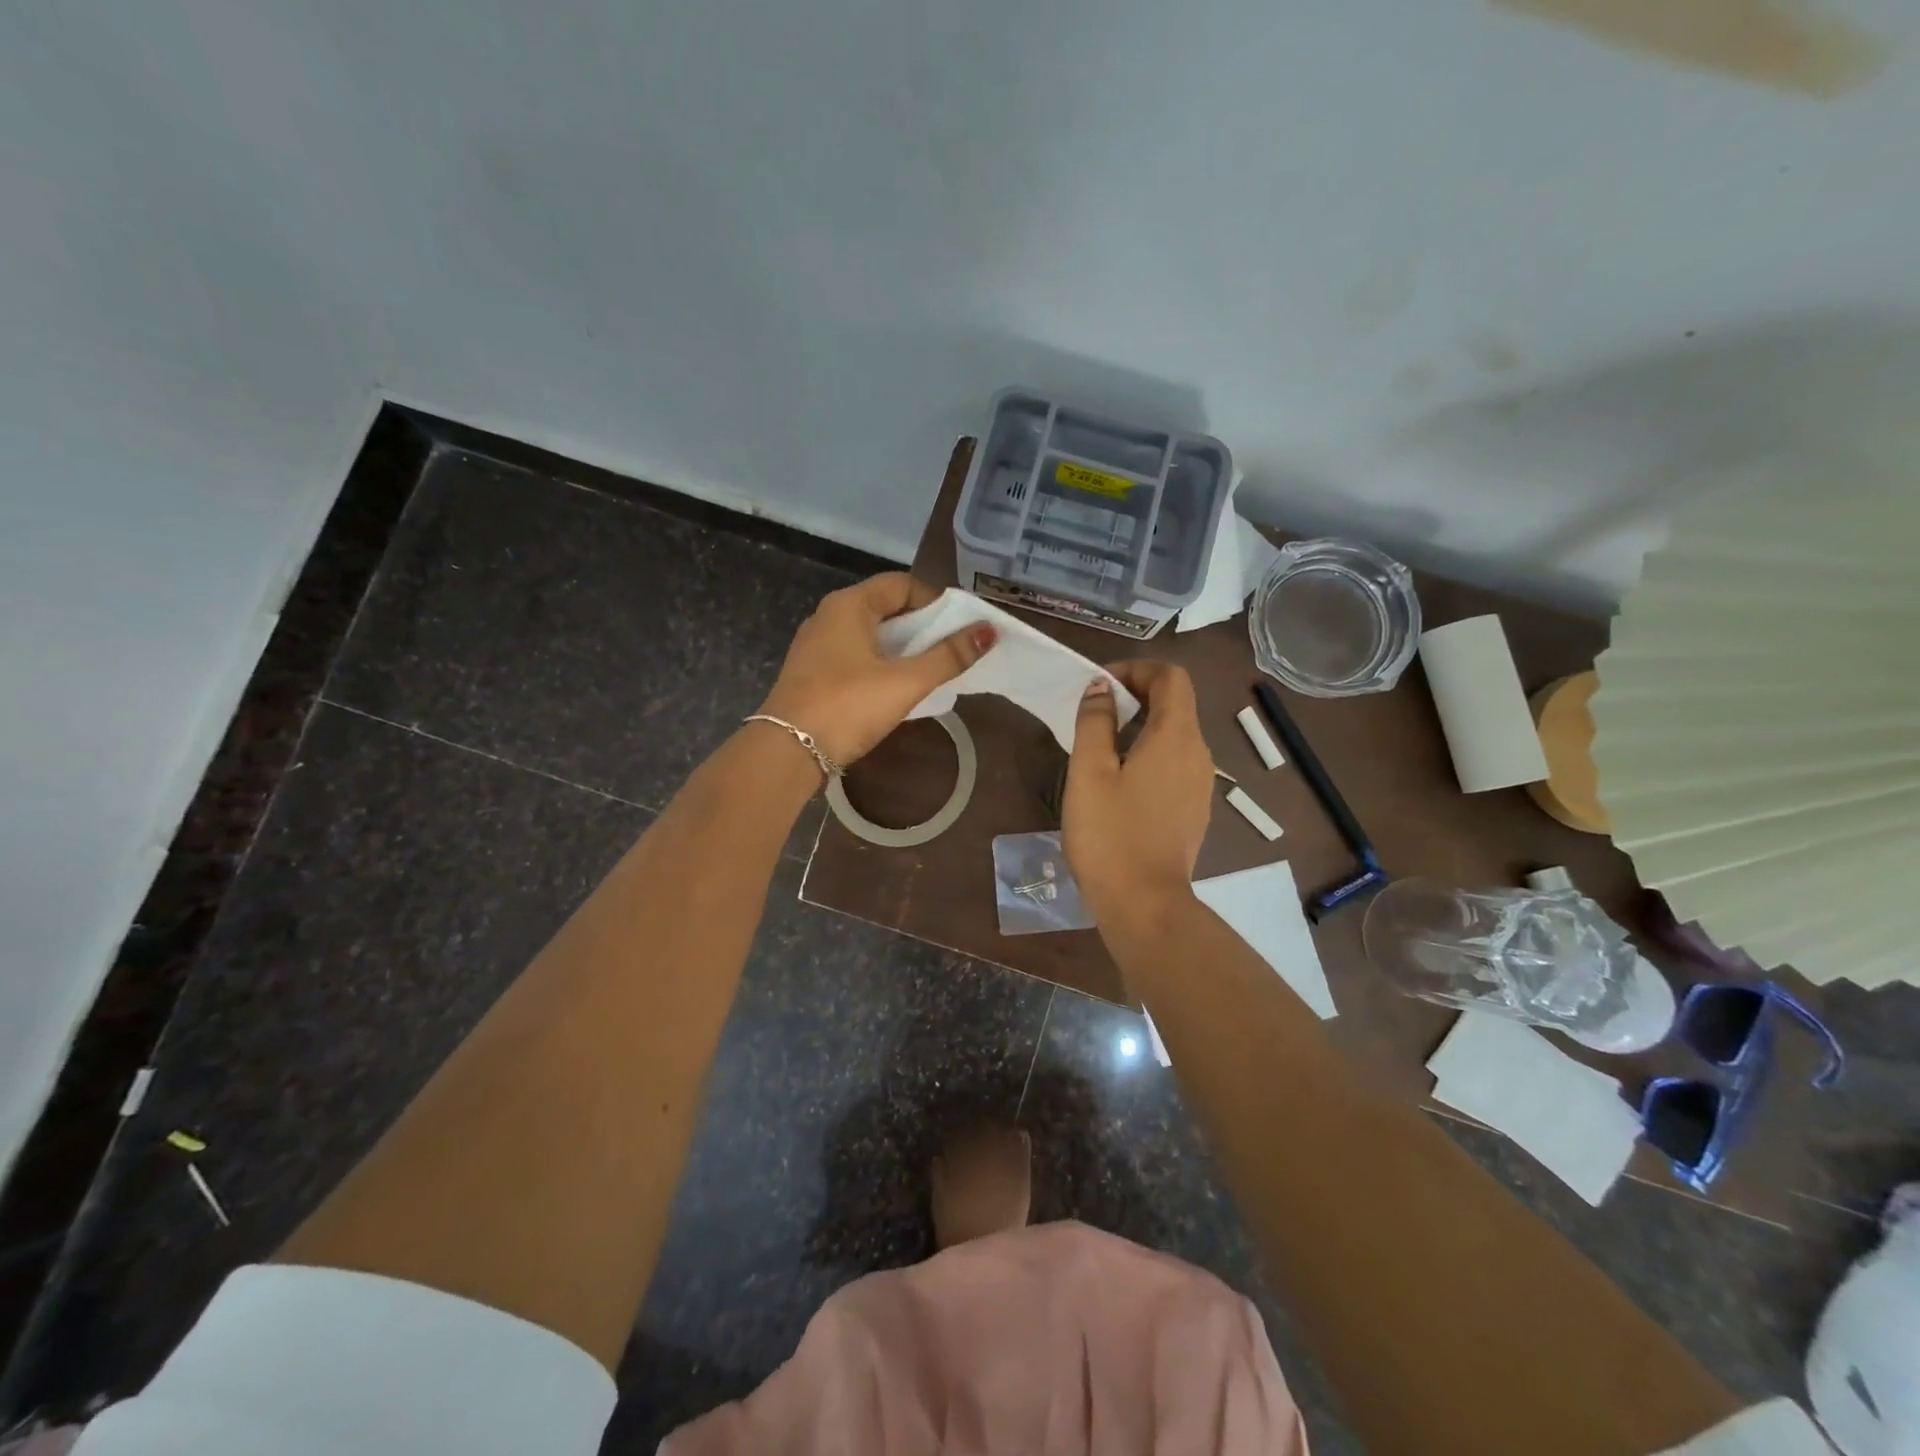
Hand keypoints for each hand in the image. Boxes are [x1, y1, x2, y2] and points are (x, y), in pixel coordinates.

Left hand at [756, 573, 994, 766]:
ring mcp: (816, 645)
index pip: (901, 584)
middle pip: (885, 607)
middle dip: (921, 625)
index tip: (960, 626)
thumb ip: (948, 656)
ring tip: (930, 669)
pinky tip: (895, 687)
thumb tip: (988, 631)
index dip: (935, 600)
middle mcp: (828, 616)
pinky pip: (854, 656)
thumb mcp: (905, 681)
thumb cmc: (848, 706)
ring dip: (901, 647)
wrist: (786, 751)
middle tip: (951, 649)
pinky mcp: (812, 673)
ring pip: (869, 634)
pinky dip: (880, 663)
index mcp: (849, 605)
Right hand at [1063, 661, 1213, 925]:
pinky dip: (1150, 755)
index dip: (1136, 669)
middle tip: (1093, 715)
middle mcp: (1199, 754)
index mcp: (1176, 737)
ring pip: (1175, 736)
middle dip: (1135, 696)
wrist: (1144, 905)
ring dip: (1141, 727)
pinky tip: (1119, 784)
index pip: (1171, 677)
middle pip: (1176, 704)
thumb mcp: (1090, 771)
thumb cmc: (1110, 834)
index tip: (1101, 686)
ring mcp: (1200, 785)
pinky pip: (1175, 765)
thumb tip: (1101, 687)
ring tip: (1100, 748)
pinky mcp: (1193, 810)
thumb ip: (1095, 721)